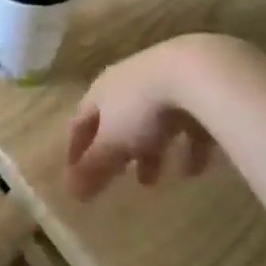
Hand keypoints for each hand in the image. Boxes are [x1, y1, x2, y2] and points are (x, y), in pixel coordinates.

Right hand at [65, 36, 249, 201]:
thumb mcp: (113, 143)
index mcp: (101, 91)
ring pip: (151, 123)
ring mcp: (161, 84)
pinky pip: (185, 123)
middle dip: (117, 151)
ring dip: (150, 152)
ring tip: (155, 182)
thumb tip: (70, 193)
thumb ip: (93, 168)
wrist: (195, 73)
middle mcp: (127, 84)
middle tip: (119, 178)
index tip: (76, 177)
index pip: (81, 122)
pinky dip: (186, 147)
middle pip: (116, 121)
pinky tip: (193, 170)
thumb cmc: (142, 108)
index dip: (77, 150)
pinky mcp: (194, 90)